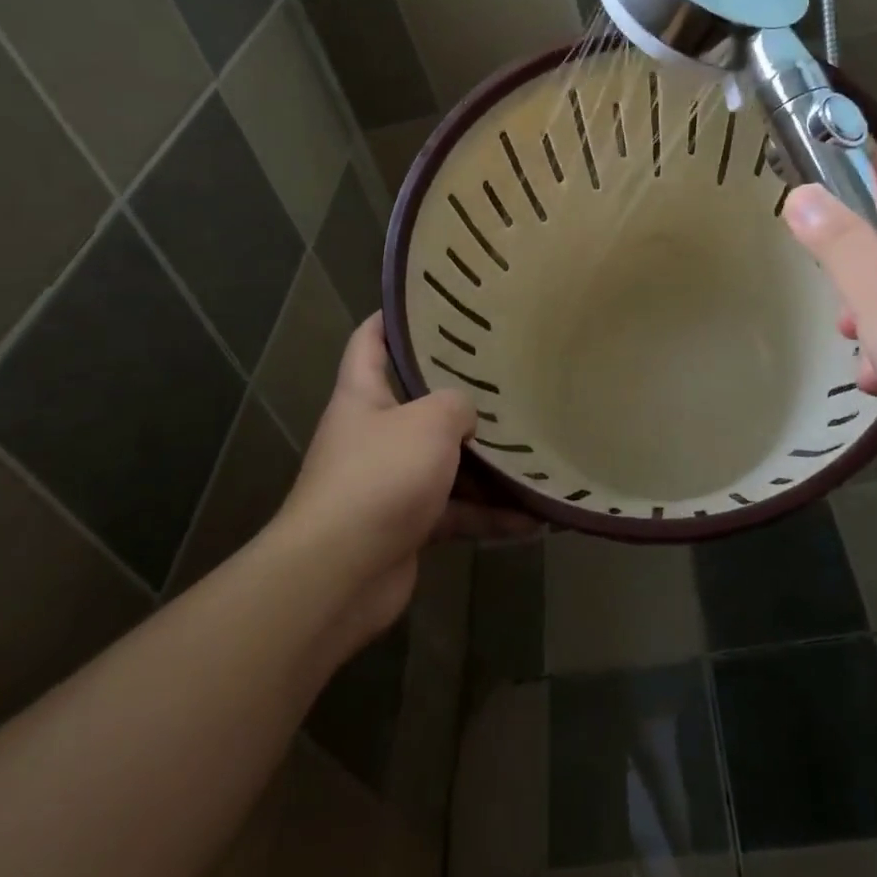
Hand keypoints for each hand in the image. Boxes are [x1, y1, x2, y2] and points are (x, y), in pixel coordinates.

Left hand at [276, 314, 538, 644]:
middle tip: (509, 379)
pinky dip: (489, 516)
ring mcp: (390, 482)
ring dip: (489, 467)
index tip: (432, 302)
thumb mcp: (428, 422)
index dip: (393, 317)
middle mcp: (374, 434)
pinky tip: (533, 520)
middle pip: (419, 404)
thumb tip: (466, 416)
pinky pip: (456, 512)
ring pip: (446, 463)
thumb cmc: (380, 476)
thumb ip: (456, 405)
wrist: (340, 573)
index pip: (370, 340)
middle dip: (462, 397)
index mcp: (363, 395)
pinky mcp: (408, 525)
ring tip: (537, 455)